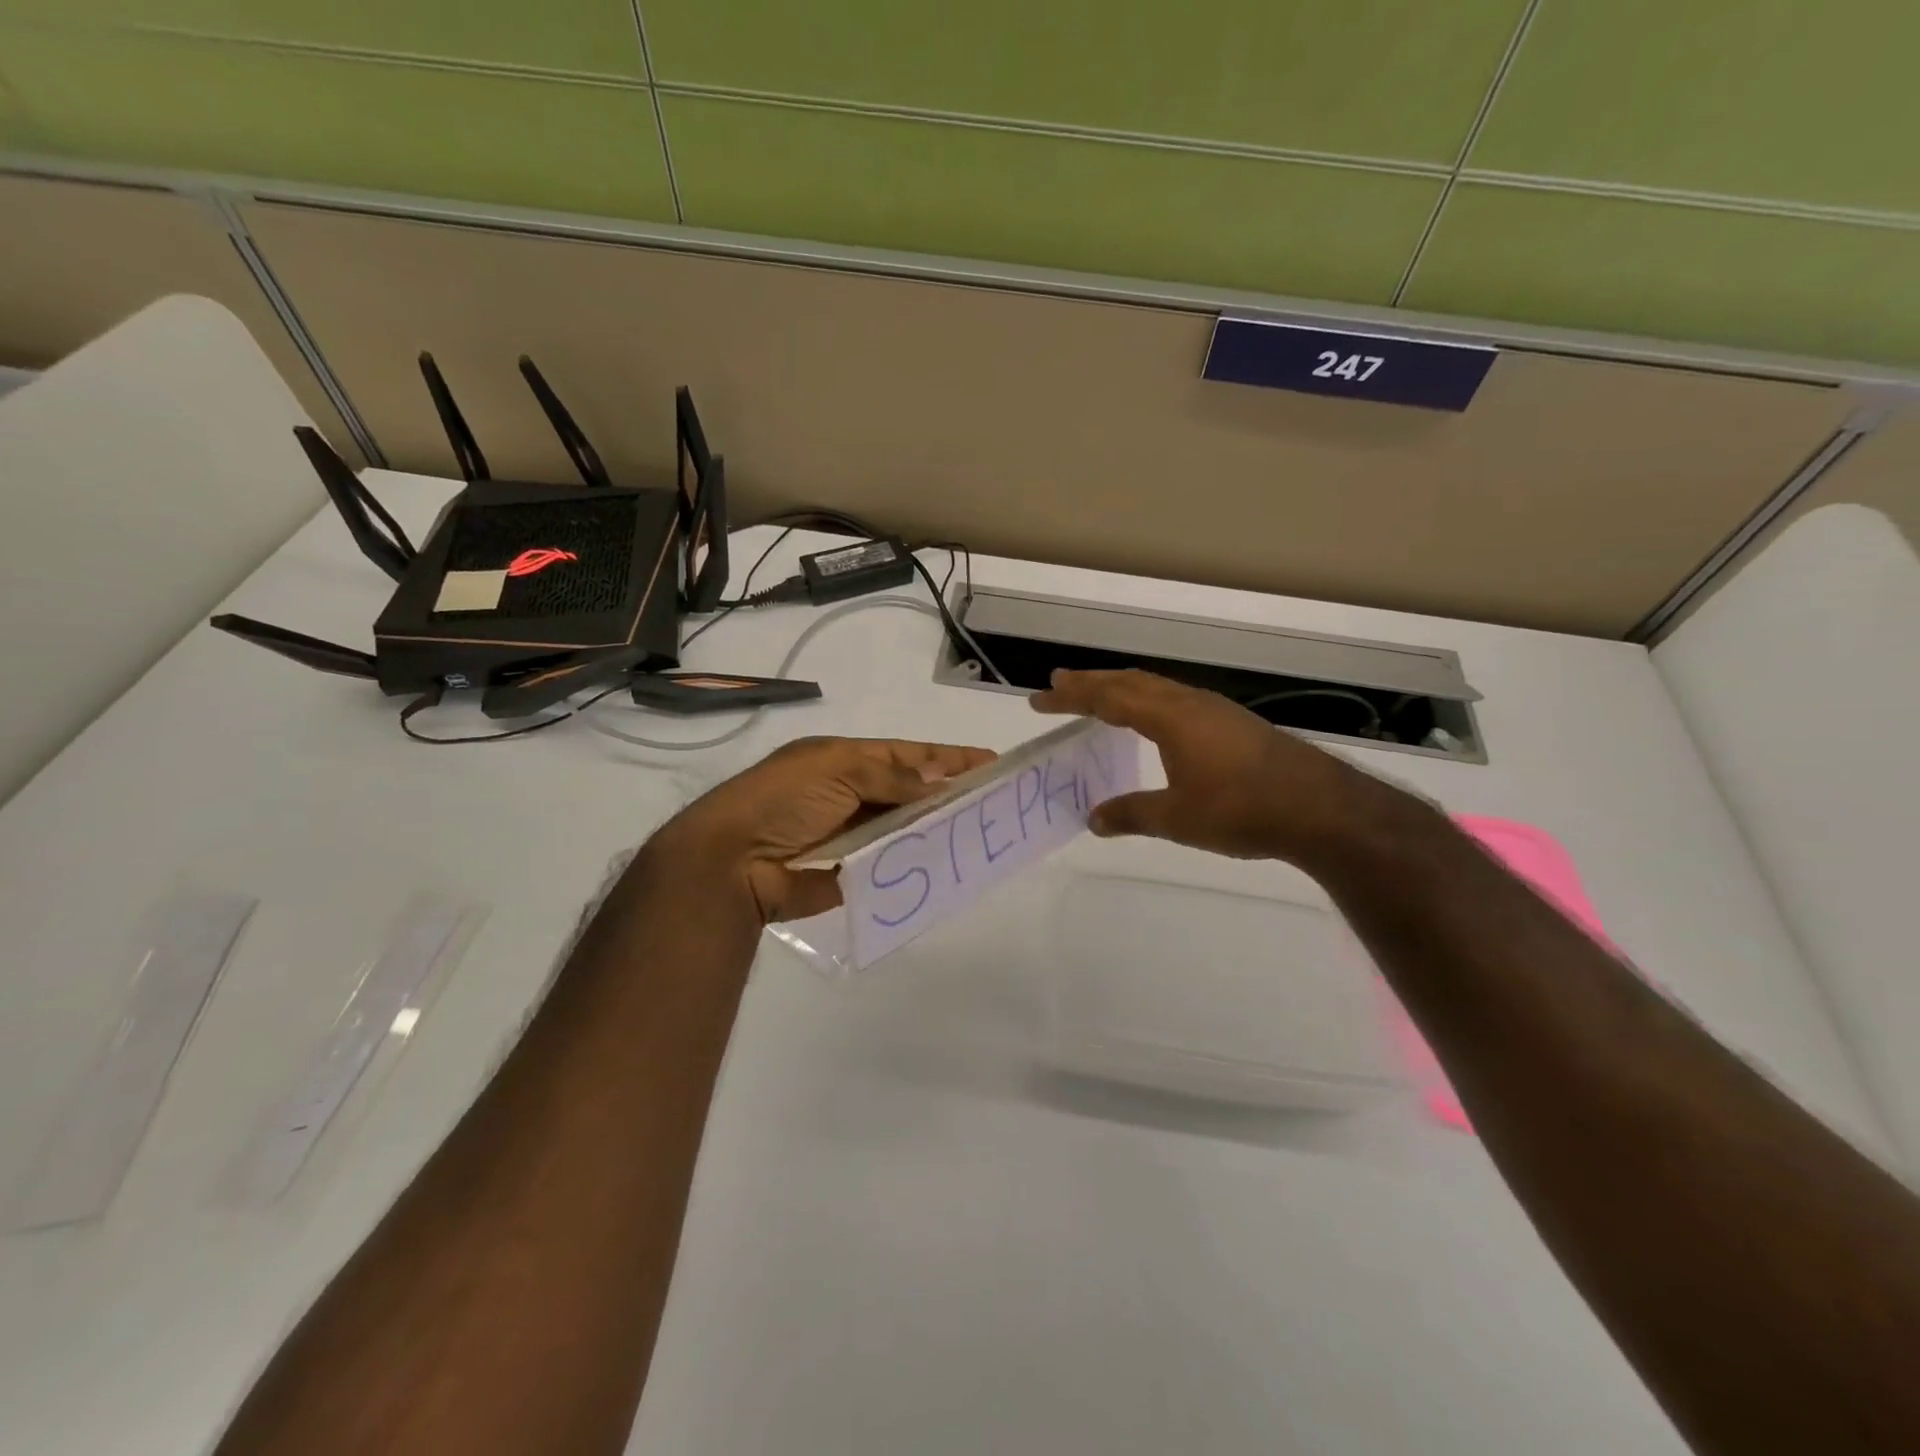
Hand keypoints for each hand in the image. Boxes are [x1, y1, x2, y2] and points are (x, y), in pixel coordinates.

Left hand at [651, 736, 995, 923]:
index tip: (988, 761)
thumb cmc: (783, 800)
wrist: (732, 861)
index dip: (946, 757)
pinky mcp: (850, 873)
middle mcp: (850, 794)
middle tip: (993, 802)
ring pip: (904, 828)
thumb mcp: (836, 769)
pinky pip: (891, 863)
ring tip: (979, 833)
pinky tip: (947, 863)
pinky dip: (915, 861)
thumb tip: (935, 785)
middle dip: (947, 794)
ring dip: (935, 829)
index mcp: (844, 761)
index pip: (906, 755)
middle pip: (909, 792)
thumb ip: (890, 776)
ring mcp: (851, 836)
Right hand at [1030, 668, 1400, 867]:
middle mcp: (1190, 703)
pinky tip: (1154, 723)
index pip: (1109, 698)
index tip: (1040, 698)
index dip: (1072, 697)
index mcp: (1169, 717)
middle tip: (1059, 684)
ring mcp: (1216, 711)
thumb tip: (1093, 819)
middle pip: (1131, 682)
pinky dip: (1149, 702)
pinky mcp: (1234, 724)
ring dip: (1122, 689)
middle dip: (1092, 683)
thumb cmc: (1241, 809)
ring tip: (1099, 698)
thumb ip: (1131, 814)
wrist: (1320, 808)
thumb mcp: (1177, 818)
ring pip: (1157, 688)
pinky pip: (1177, 701)